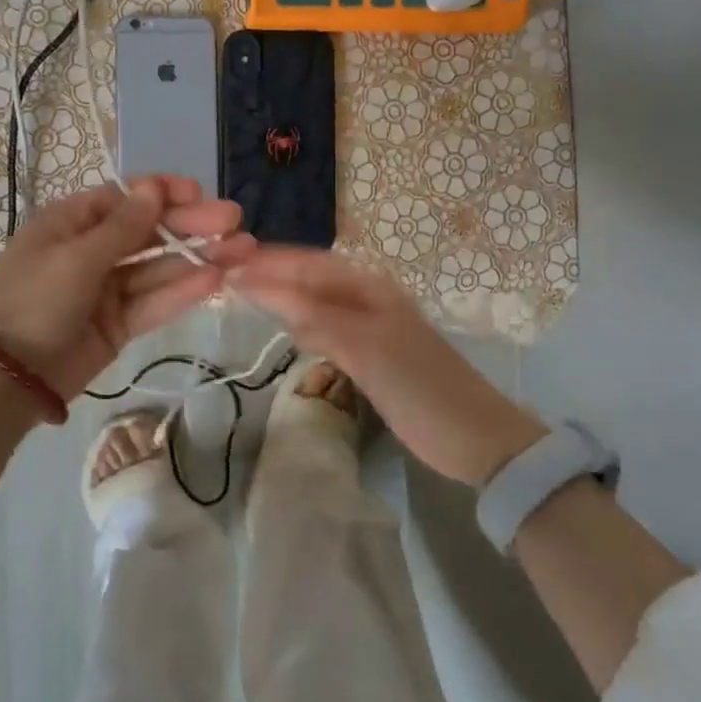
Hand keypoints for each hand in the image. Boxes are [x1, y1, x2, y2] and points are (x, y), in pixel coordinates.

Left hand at [0, 177, 254, 400]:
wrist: (7, 377)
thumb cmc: (34, 300)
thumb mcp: (75, 257)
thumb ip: (122, 227)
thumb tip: (155, 187)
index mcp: (72, 222)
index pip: (125, 198)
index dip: (163, 193)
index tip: (199, 193)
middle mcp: (93, 250)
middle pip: (149, 232)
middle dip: (191, 225)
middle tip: (234, 221)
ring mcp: (108, 289)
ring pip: (159, 267)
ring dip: (199, 257)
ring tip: (243, 250)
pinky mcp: (120, 324)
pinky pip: (155, 302)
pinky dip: (183, 291)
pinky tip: (216, 279)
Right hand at [229, 247, 544, 485]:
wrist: (477, 439)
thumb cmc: (421, 388)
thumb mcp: (365, 349)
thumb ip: (313, 316)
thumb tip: (258, 286)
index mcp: (369, 287)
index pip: (306, 264)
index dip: (266, 262)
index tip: (223, 264)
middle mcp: (367, 297)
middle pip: (309, 278)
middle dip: (269, 275)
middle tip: (223, 277)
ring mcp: (369, 326)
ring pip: (315, 302)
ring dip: (282, 297)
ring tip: (240, 294)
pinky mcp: (369, 354)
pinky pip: (325, 328)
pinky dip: (300, 324)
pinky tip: (284, 329)